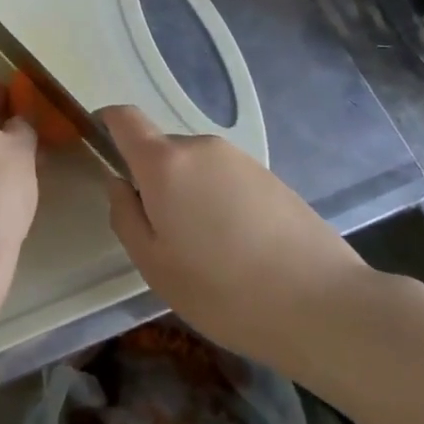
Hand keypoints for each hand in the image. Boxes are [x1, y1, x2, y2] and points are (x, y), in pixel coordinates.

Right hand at [100, 105, 369, 371]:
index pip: (124, 118)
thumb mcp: (154, 264)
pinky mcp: (271, 178)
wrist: (324, 305)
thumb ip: (125, 215)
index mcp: (165, 163)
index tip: (100, 149)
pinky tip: (238, 248)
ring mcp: (241, 160)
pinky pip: (226, 179)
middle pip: (161, 149)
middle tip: (161, 233)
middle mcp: (201, 147)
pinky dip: (218, 201)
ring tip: (205, 249)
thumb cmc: (222, 289)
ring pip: (195, 166)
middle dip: (151, 179)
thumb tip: (119, 182)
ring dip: (187, 193)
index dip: (106, 123)